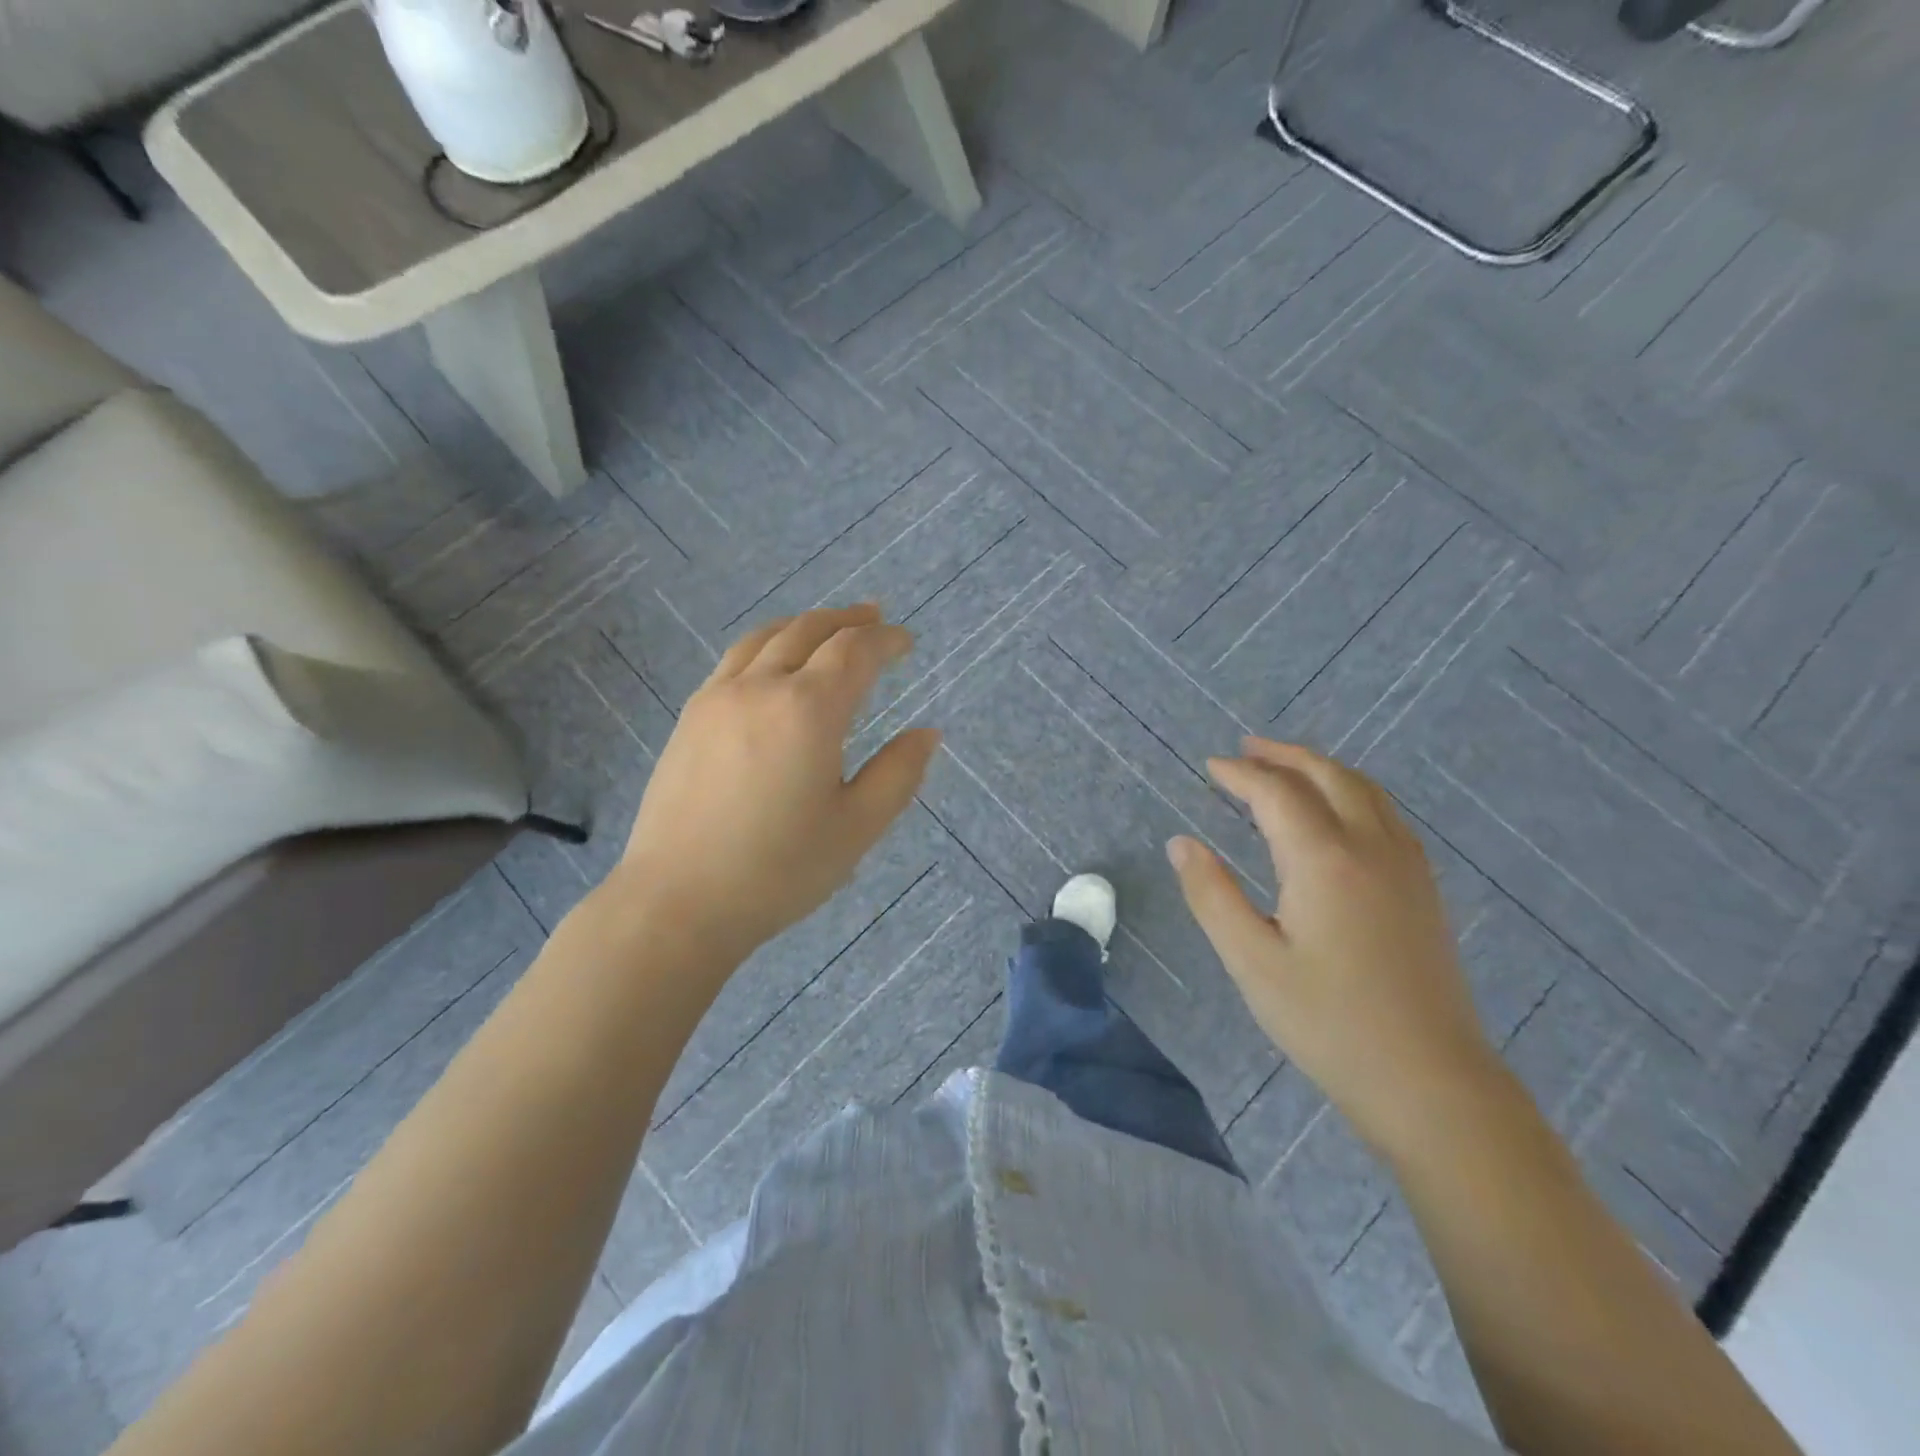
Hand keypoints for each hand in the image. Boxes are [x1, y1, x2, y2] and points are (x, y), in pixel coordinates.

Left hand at [611, 604, 939, 965]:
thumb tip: (928, 733)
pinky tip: (771, 663)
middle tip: (874, 617)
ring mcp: (717, 698)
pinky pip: (734, 659)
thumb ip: (898, 773)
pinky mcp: (690, 717)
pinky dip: (766, 644)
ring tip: (826, 627)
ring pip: (765, 637)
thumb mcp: (857, 827)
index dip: (885, 640)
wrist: (677, 901)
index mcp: (808, 710)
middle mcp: (761, 687)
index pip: (854, 651)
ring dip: (803, 624)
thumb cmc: (779, 870)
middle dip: (847, 620)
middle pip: (808, 631)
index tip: (906, 641)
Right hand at [1167, 738, 1499, 1158]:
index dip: (1240, 775)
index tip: (1210, 767)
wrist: (1430, 1081)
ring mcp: (1407, 866)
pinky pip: (1386, 813)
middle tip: (1246, 749)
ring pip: (1365, 790)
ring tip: (1287, 766)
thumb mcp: (1251, 961)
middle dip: (1284, 755)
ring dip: (1321, 768)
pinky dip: (1353, 791)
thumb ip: (1212, 895)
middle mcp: (1371, 847)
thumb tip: (1182, 843)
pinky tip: (1340, 811)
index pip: (1276, 793)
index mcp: (1324, 860)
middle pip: (1328, 775)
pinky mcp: (1425, 888)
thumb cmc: (1328, 1022)